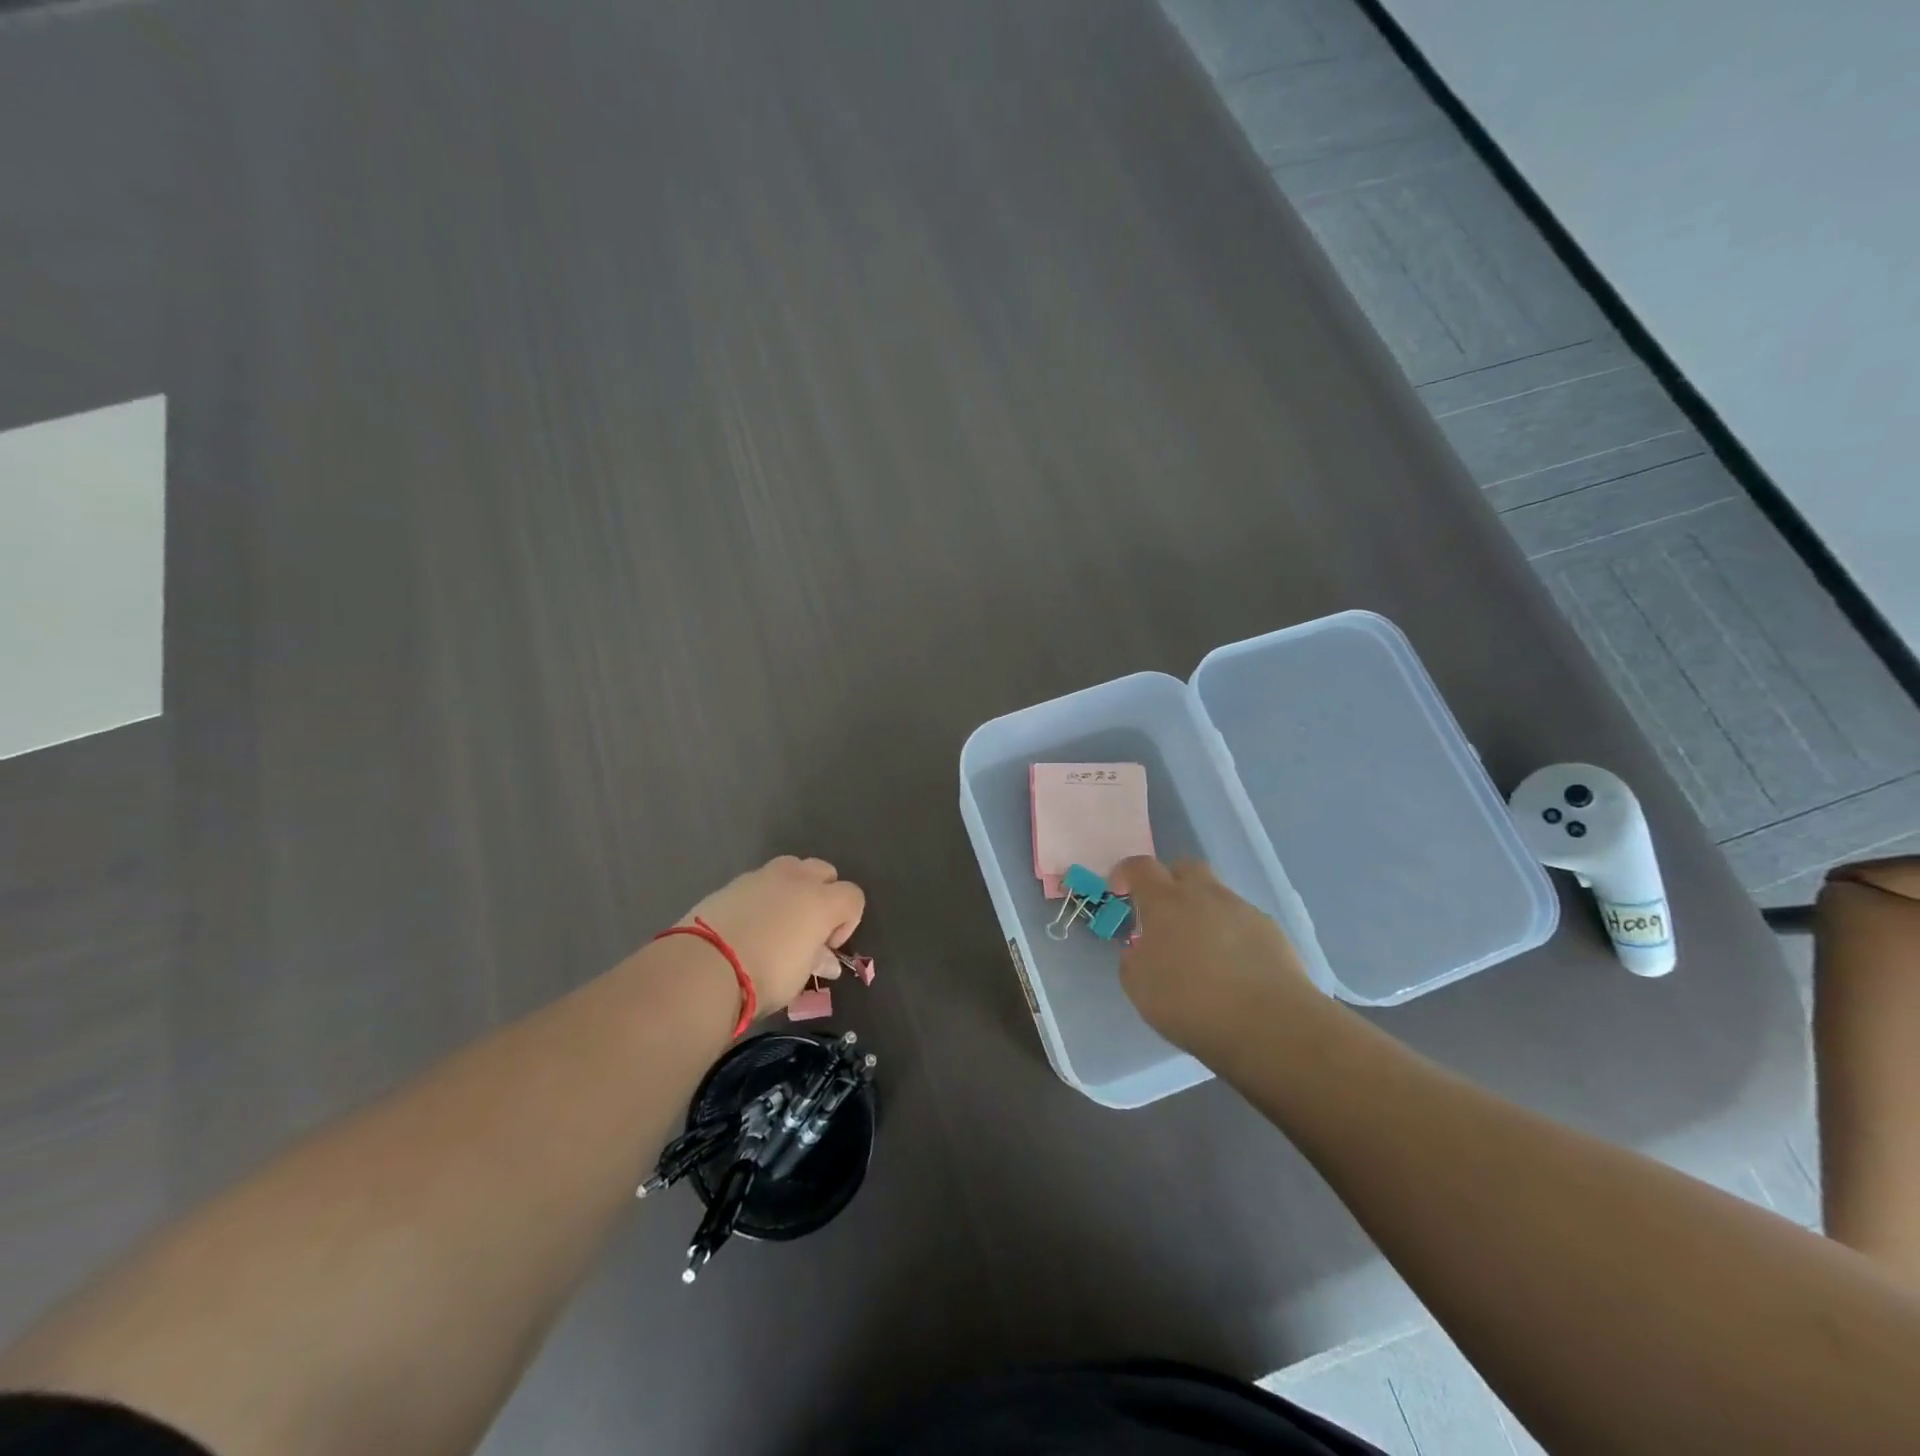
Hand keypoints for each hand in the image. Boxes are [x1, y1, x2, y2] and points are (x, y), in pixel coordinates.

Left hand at [679, 856, 865, 1014]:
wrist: (704, 966)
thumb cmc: (764, 974)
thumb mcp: (798, 976)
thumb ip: (816, 960)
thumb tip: (827, 960)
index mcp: (822, 901)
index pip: (853, 896)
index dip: (848, 921)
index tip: (828, 947)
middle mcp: (797, 879)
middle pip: (824, 872)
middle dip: (823, 894)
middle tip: (808, 928)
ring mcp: (762, 876)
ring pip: (792, 868)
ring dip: (793, 889)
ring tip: (778, 921)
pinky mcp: (733, 882)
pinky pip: (760, 881)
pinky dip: (763, 896)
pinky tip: (749, 924)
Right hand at [1108, 856, 1317, 1059]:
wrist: (1269, 1024)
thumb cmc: (1191, 1004)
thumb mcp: (1139, 987)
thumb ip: (1133, 958)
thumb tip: (1141, 947)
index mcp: (1165, 902)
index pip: (1139, 867)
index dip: (1126, 874)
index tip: (1121, 894)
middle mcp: (1204, 894)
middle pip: (1183, 868)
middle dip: (1169, 883)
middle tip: (1163, 916)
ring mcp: (1241, 909)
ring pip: (1215, 895)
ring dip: (1202, 911)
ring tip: (1201, 951)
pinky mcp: (1270, 930)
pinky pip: (1241, 920)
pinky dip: (1230, 934)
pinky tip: (1232, 967)